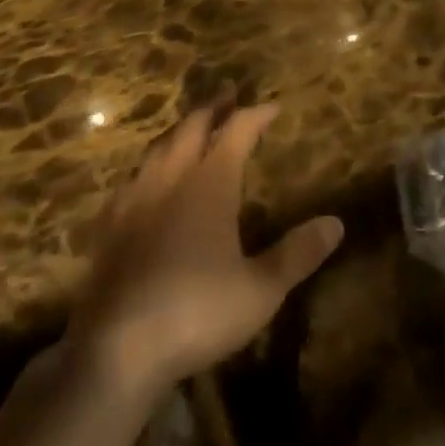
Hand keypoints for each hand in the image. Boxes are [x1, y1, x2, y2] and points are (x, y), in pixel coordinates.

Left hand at [68, 104, 343, 400]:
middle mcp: (172, 178)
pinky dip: (147, 167)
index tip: (273, 107)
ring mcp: (135, 199)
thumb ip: (297, 254)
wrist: (115, 351)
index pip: (238, 130)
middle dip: (214, 107)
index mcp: (210, 182)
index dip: (257, 114)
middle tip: (228, 94)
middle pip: (193, 126)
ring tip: (190, 128)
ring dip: (179, 131)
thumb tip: (336, 223)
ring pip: (158, 147)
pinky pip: (130, 180)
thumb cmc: (196, 312)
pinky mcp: (109, 226)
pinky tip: (145, 181)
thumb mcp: (260, 290)